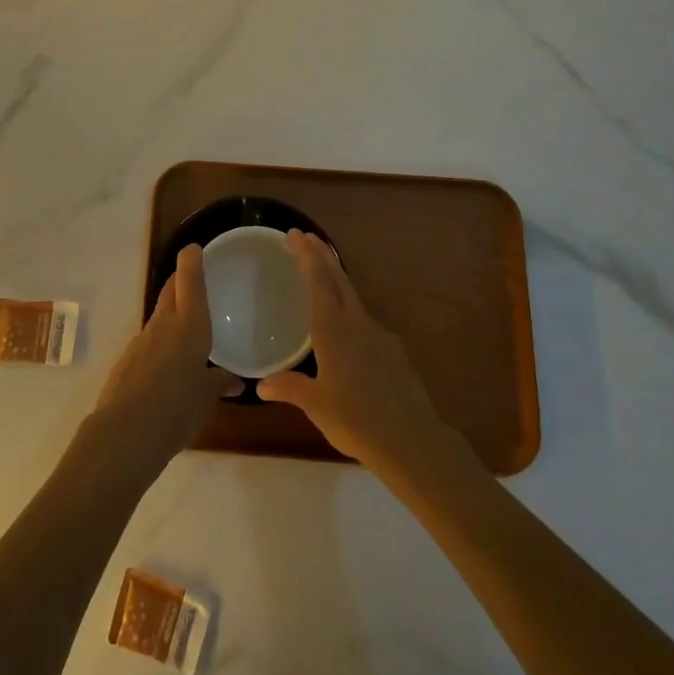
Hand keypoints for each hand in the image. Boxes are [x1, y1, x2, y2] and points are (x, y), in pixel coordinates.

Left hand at [91, 245, 240, 474]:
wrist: (126, 433)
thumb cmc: (177, 409)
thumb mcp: (206, 399)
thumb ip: (218, 384)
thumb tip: (233, 382)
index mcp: (190, 325)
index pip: (190, 280)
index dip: (192, 261)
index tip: (194, 249)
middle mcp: (164, 324)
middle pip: (170, 291)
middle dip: (180, 281)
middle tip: (192, 280)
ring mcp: (141, 341)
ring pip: (159, 317)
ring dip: (170, 315)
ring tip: (186, 330)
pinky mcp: (127, 360)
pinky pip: (149, 343)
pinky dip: (160, 344)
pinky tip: (166, 366)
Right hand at [258, 230, 446, 471]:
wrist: (411, 440)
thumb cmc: (356, 419)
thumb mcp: (315, 405)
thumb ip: (289, 388)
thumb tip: (262, 385)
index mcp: (333, 329)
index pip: (317, 280)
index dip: (306, 254)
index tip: (295, 233)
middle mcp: (356, 323)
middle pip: (338, 279)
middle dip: (321, 256)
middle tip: (307, 237)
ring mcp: (379, 335)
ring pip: (353, 296)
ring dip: (336, 279)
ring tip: (323, 276)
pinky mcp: (393, 352)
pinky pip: (365, 320)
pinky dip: (349, 309)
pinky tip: (347, 328)